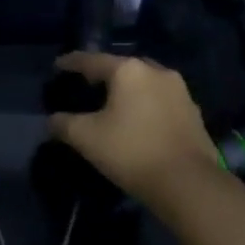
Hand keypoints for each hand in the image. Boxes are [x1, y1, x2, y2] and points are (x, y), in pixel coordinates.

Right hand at [47, 52, 217, 203]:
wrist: (189, 184)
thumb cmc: (131, 152)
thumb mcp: (86, 138)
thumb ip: (63, 124)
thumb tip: (52, 120)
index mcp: (128, 70)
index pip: (91, 60)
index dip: (71, 62)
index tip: (57, 66)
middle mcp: (155, 71)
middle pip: (121, 67)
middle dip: (102, 74)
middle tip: (85, 85)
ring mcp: (179, 90)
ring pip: (143, 82)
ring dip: (127, 89)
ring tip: (112, 103)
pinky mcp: (193, 111)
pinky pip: (160, 99)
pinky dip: (145, 104)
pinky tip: (137, 119)